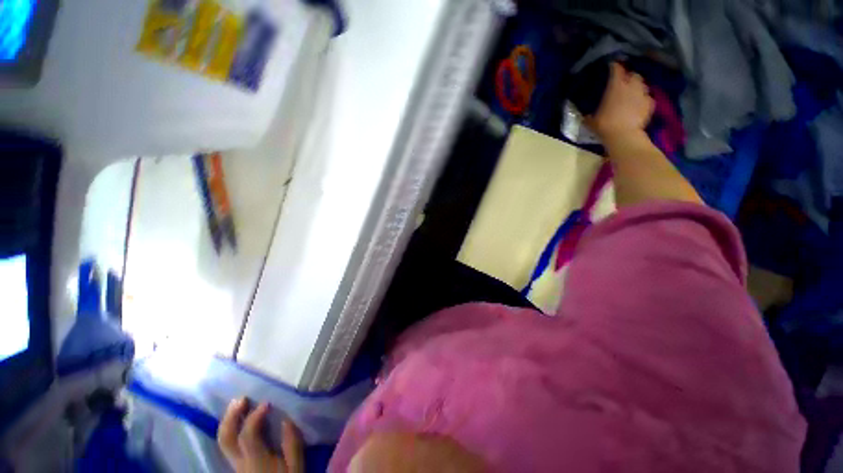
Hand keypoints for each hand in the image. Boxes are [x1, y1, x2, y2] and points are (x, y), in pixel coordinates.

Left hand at [218, 399, 303, 472]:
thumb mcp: (296, 468)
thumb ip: (292, 445)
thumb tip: (287, 419)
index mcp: (256, 462)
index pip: (247, 436)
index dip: (254, 417)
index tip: (267, 403)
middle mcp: (240, 463)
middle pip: (226, 439)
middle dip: (231, 417)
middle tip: (241, 398)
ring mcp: (236, 465)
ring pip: (224, 442)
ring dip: (229, 420)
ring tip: (238, 403)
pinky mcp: (238, 465)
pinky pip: (229, 444)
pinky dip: (232, 428)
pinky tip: (239, 419)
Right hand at [587, 62, 654, 141]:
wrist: (623, 136)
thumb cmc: (604, 126)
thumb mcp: (591, 120)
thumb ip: (591, 112)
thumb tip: (586, 113)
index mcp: (616, 86)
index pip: (616, 69)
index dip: (614, 67)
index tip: (611, 66)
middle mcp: (631, 86)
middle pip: (633, 75)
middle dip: (629, 77)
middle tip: (624, 83)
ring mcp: (642, 94)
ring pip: (642, 85)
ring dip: (637, 87)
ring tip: (632, 94)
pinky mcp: (649, 104)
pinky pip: (647, 98)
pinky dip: (643, 99)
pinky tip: (638, 105)